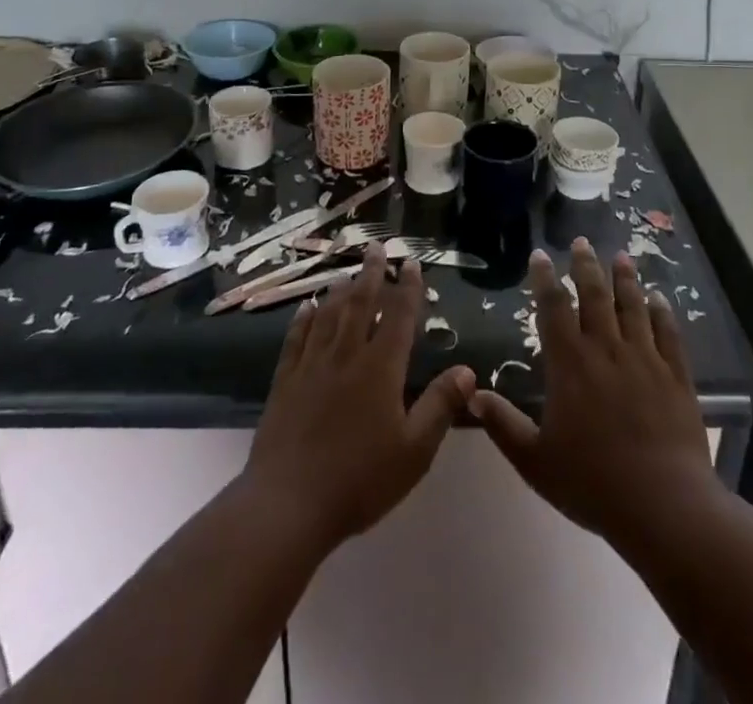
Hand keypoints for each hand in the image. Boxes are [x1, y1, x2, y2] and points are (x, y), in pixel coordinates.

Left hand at [241, 245, 475, 549]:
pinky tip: (306, 307)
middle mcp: (346, 354)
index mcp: (381, 367)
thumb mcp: (414, 451)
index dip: (408, 287)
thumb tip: (467, 370)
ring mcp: (312, 365)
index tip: (411, 263)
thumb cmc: (360, 480)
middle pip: (361, 303)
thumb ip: (440, 406)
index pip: (399, 316)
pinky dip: (304, 318)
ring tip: (348, 272)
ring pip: (329, 314)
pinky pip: (296, 338)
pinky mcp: (285, 381)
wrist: (288, 505)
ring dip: (341, 290)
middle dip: (372, 273)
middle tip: (377, 247)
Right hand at [470, 238, 719, 550]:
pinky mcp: (676, 375)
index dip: (544, 279)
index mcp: (570, 364)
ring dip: (625, 279)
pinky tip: (660, 299)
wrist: (664, 505)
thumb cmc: (593, 483)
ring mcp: (644, 358)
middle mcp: (606, 349)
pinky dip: (663, 313)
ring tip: (621, 257)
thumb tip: (472, 395)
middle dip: (585, 265)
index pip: (553, 308)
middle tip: (581, 241)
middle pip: (594, 295)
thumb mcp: (535, 461)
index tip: (540, 255)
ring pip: (632, 306)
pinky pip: (668, 334)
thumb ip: (504, 426)